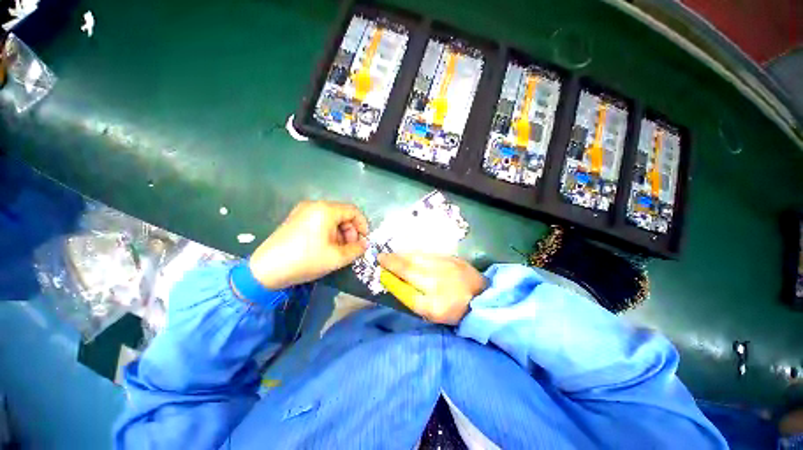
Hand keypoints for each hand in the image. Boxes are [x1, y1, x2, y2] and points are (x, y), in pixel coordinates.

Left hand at [249, 201, 368, 289]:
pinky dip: (328, 232)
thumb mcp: (337, 258)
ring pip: (331, 218)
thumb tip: (365, 245)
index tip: (364, 240)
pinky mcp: (295, 219)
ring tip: (338, 250)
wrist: (265, 270)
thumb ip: (356, 249)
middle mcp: (314, 205)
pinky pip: (320, 221)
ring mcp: (302, 211)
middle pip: (342, 214)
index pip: (353, 211)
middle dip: (351, 231)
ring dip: (340, 233)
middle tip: (350, 248)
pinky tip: (325, 246)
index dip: (363, 225)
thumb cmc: (305, 260)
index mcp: (325, 210)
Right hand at [378, 253, 485, 324]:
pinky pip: (429, 252)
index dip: (391, 268)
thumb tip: (395, 283)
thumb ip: (411, 297)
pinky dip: (416, 252)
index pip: (405, 274)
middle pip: (410, 262)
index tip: (379, 263)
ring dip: (403, 254)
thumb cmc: (455, 308)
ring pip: (418, 255)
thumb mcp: (431, 311)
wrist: (483, 297)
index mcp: (431, 288)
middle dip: (394, 258)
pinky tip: (411, 253)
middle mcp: (436, 270)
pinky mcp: (451, 257)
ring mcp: (444, 261)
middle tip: (382, 256)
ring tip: (393, 255)